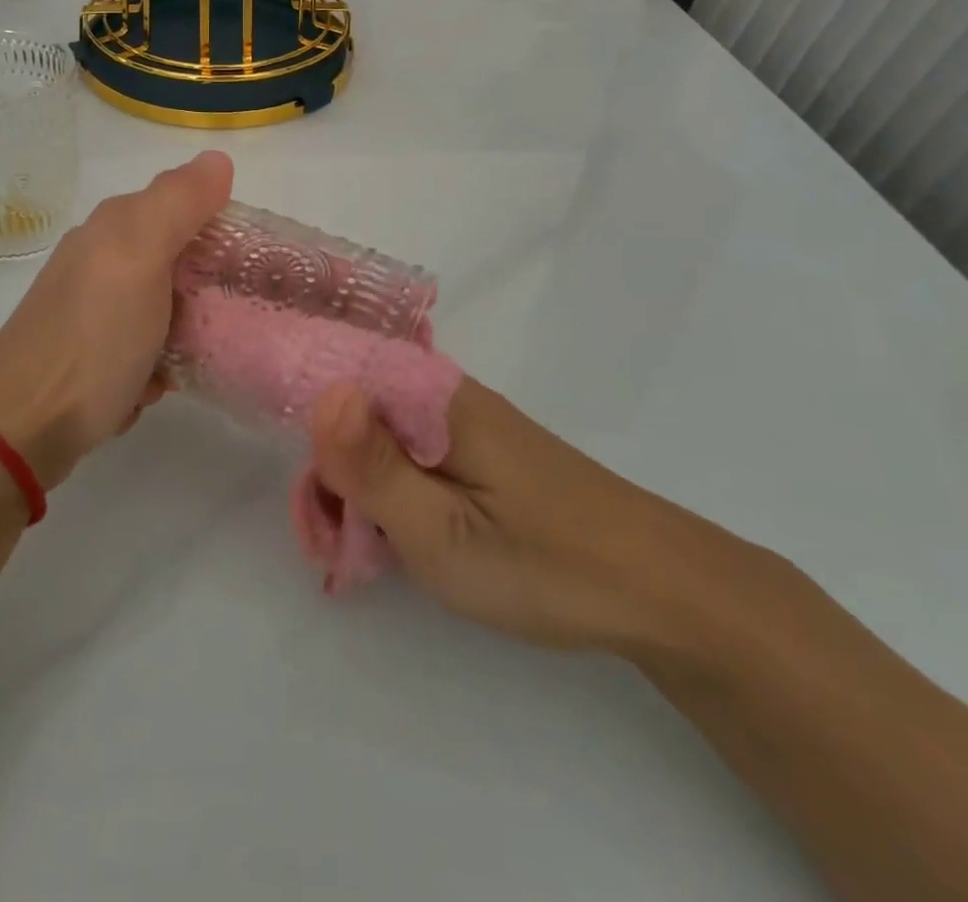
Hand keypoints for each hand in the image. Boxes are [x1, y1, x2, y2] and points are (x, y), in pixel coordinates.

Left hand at [0, 151, 233, 490]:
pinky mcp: (87, 351)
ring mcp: (90, 307)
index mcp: (114, 226)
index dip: (222, 231)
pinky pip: (142, 344)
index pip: (185, 205)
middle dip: (205, 288)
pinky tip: (153, 384)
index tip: (250, 268)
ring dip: (182, 332)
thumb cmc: (93, 340)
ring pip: (162, 305)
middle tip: (229, 318)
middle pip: (176, 258)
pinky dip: (155, 362)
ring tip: (188, 357)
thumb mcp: (140, 259)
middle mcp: (99, 257)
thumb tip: (218, 158)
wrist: (22, 428)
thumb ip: (179, 204)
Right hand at [305, 379, 739, 655]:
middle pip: (353, 415)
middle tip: (339, 551)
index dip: (308, 435)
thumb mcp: (442, 531)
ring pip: (378, 441)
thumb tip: (323, 392)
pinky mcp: (476, 451)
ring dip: (359, 493)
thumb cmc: (543, 562)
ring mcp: (461, 424)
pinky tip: (401, 544)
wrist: (659, 589)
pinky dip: (392, 497)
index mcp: (430, 397)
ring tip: (370, 558)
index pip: (336, 379)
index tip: (311, 504)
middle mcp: (441, 396)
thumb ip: (374, 467)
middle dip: (331, 477)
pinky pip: (410, 458)